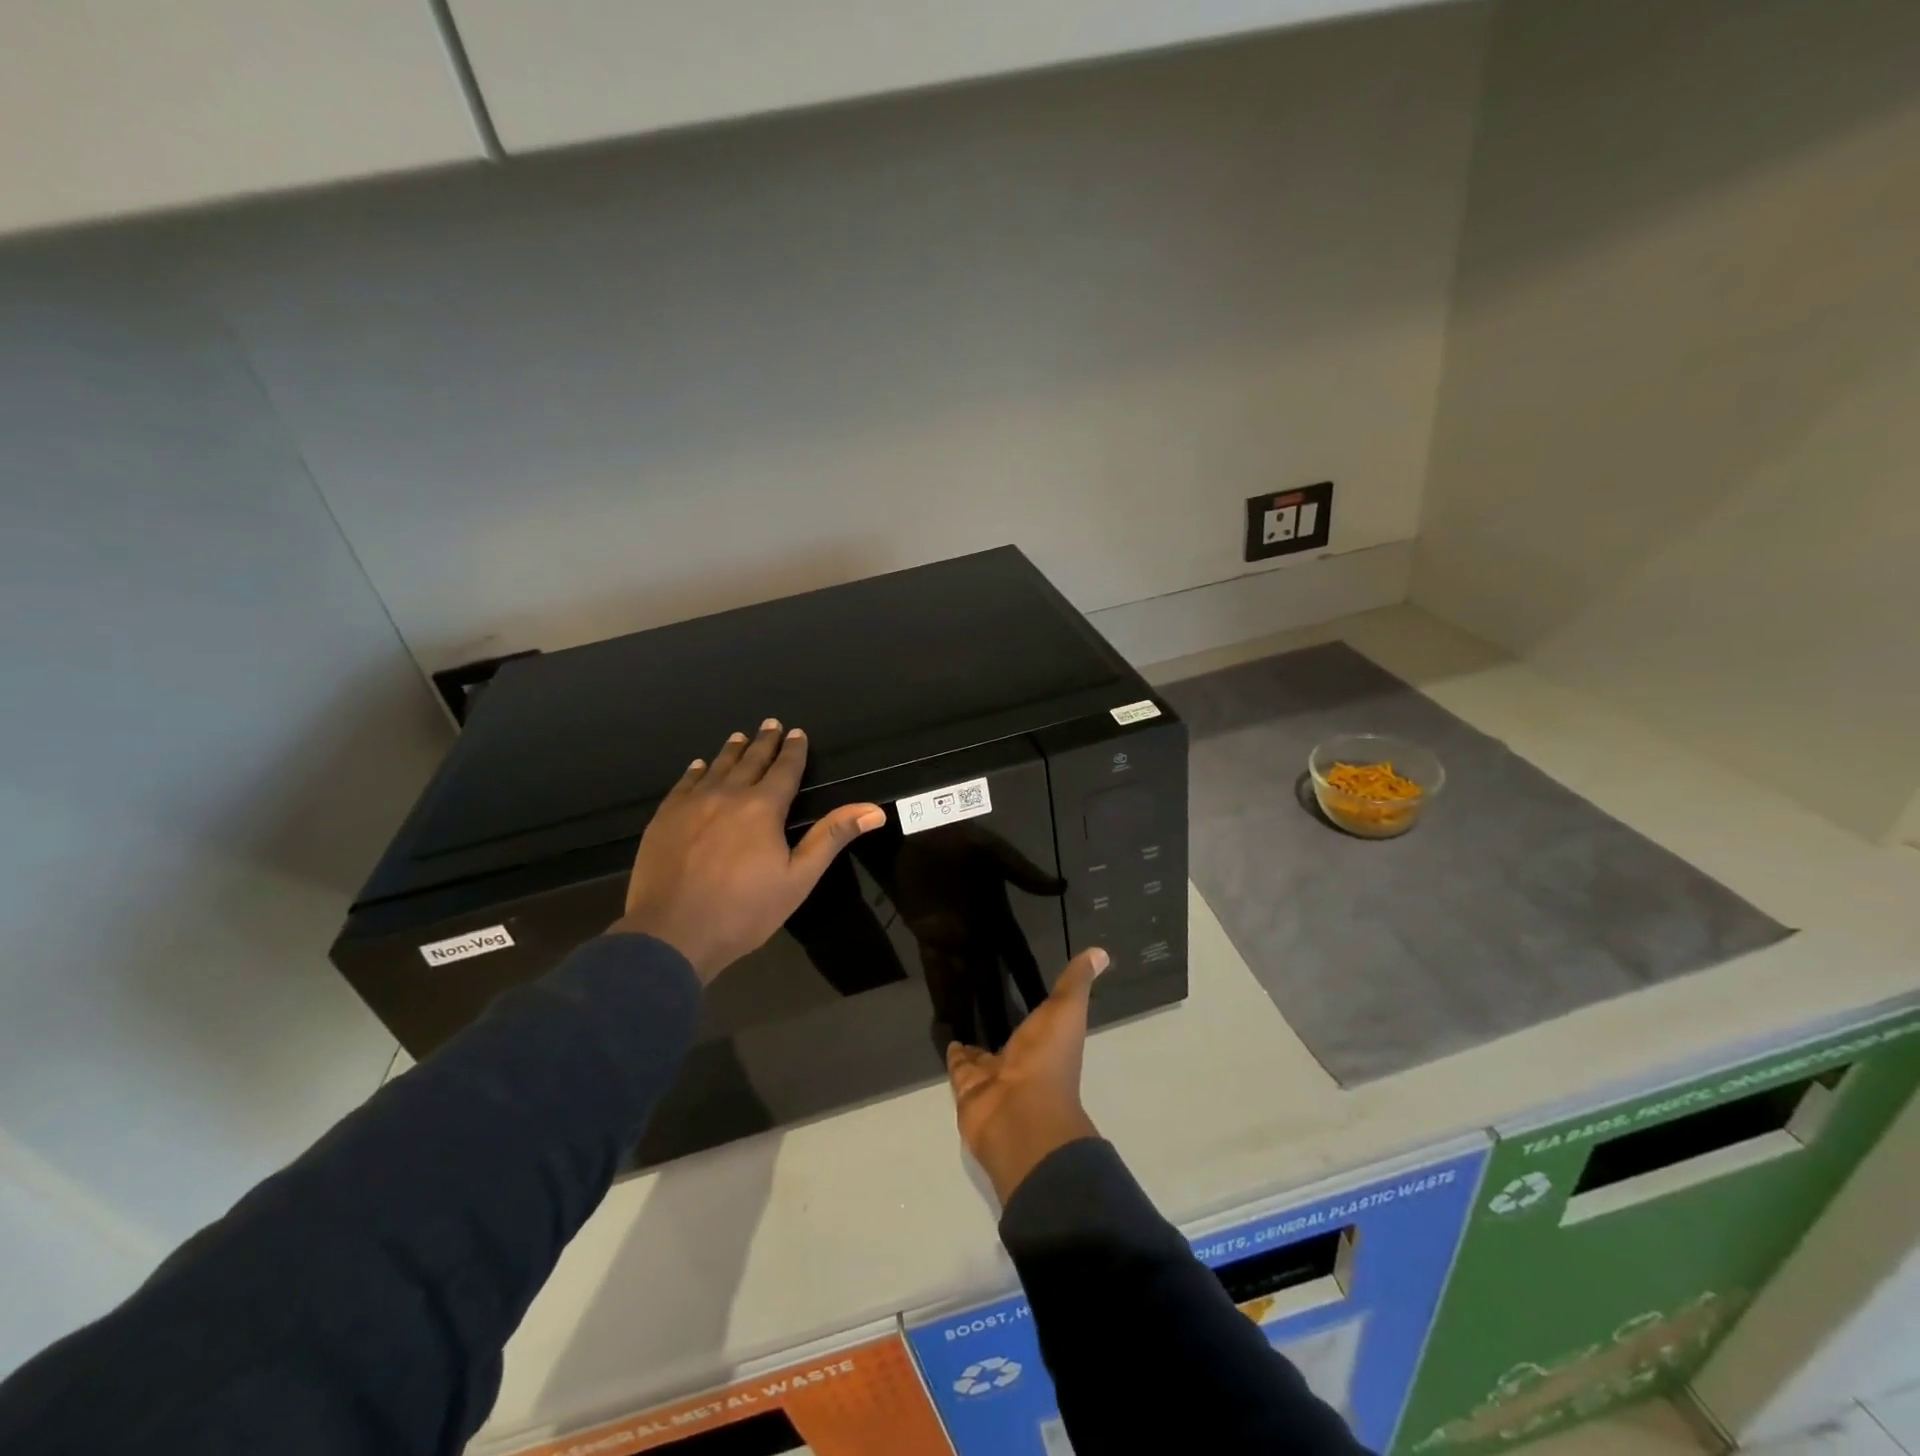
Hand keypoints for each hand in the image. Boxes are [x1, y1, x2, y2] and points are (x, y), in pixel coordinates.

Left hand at [612, 720, 886, 982]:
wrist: (672, 933)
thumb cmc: (744, 910)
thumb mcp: (798, 878)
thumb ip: (832, 837)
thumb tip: (874, 810)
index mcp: (763, 807)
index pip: (784, 769)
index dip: (793, 750)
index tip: (797, 733)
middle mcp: (728, 795)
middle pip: (750, 761)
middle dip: (764, 742)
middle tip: (771, 723)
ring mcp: (692, 804)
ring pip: (716, 767)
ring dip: (732, 751)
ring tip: (740, 737)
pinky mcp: (665, 818)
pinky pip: (684, 783)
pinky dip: (696, 770)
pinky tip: (699, 766)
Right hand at [945, 946, 1108, 1203]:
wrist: (1018, 1115)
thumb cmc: (1047, 1061)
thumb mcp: (1066, 1012)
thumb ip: (1075, 983)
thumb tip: (1101, 952)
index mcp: (1048, 1046)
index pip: (1041, 1023)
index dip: (1036, 1008)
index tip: (1023, 985)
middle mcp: (1023, 1063)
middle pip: (1010, 1040)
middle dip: (1001, 1024)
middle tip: (984, 996)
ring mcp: (994, 1078)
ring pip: (982, 1055)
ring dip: (975, 1040)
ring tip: (961, 1012)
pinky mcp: (967, 1088)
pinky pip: (959, 1067)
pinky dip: (954, 1054)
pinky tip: (948, 1035)